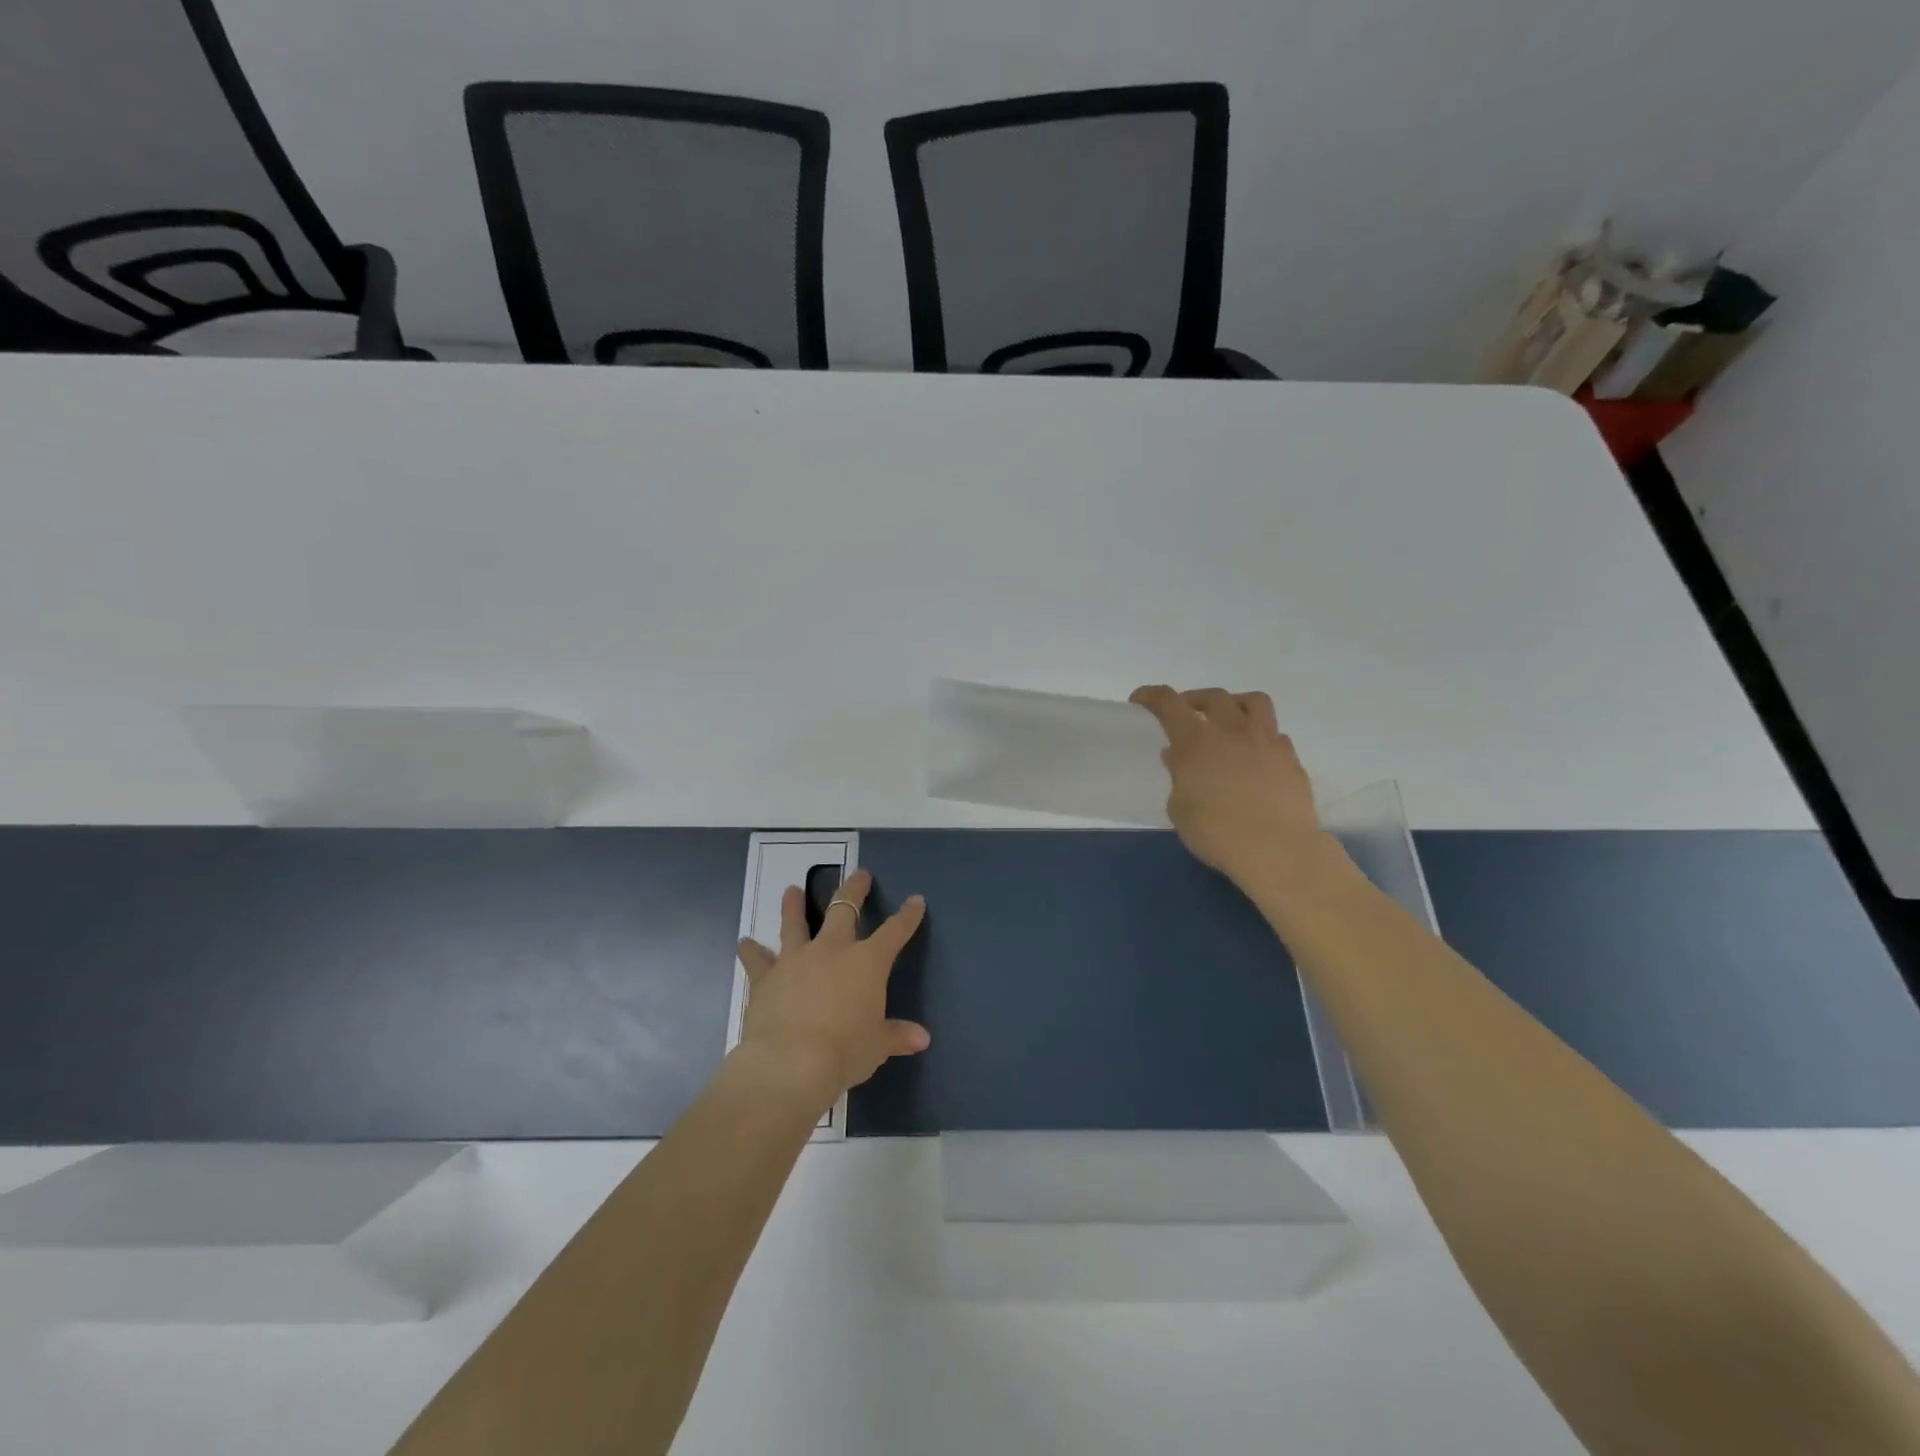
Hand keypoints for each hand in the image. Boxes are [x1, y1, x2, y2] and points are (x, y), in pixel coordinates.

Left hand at [734, 870, 928, 1112]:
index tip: (916, 900)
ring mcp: (796, 959)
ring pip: (795, 923)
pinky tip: (744, 943)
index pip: (895, 931)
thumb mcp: (877, 1046)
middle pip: (845, 908)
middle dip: (855, 889)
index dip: (908, 915)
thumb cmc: (845, 1052)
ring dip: (793, 906)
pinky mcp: (766, 977)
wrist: (790, 1063)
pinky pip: (757, 959)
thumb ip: (897, 1036)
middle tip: (860, 875)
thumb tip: (923, 1038)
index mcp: (868, 962)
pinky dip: (751, 951)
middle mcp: (833, 950)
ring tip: (791, 890)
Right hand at [1130, 685, 1327, 882]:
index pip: (1168, 702)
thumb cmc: (1216, 832)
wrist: (1277, 850)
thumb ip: (1178, 777)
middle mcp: (1232, 731)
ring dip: (1234, 704)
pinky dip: (1260, 737)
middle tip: (1186, 714)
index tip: (1141, 700)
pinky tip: (1255, 755)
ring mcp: (1266, 741)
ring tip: (1227, 721)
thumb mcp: (1180, 809)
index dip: (1151, 695)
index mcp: (1196, 741)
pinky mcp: (1291, 759)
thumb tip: (1178, 757)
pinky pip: (1275, 734)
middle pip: (1212, 696)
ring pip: (1253, 702)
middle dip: (1194, 699)